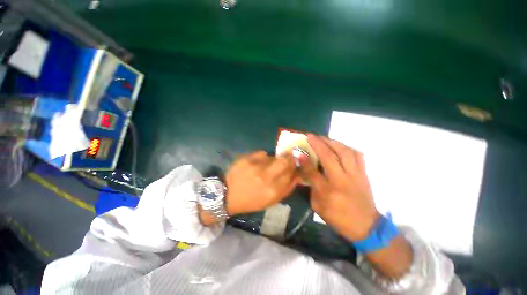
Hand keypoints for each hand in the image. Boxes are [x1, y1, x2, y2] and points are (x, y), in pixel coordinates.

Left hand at [225, 151, 298, 215]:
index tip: (293, 166)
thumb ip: (287, 188)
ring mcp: (256, 165)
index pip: (291, 172)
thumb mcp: (271, 201)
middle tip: (286, 160)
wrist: (228, 194)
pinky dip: (262, 158)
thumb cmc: (252, 200)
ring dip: (273, 160)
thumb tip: (298, 174)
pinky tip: (256, 164)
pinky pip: (262, 153)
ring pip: (273, 156)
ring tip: (265, 166)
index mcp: (273, 190)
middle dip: (288, 158)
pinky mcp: (247, 158)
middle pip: (285, 160)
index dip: (294, 167)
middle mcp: (266, 176)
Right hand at [300, 134, 379, 241]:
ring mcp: (356, 176)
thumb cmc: (338, 218)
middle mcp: (342, 181)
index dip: (305, 161)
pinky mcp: (364, 174)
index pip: (313, 172)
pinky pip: (357, 156)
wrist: (366, 227)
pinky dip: (347, 148)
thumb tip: (306, 169)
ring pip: (345, 153)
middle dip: (319, 144)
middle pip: (330, 157)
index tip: (299, 151)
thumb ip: (311, 187)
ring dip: (333, 142)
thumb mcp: (318, 206)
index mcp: (329, 192)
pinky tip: (340, 146)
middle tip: (311, 136)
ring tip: (324, 138)